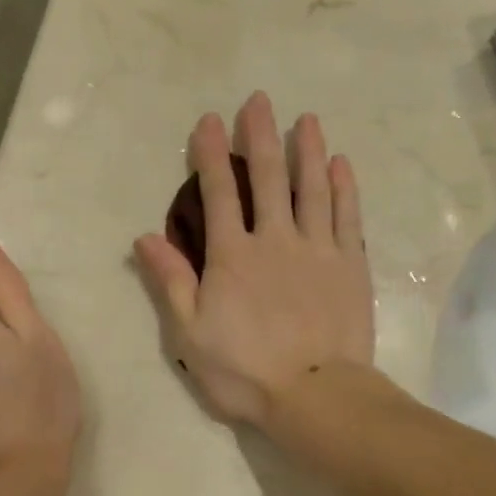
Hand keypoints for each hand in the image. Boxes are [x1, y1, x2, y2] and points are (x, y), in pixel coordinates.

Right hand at [134, 92, 373, 426]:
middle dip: (260, 136)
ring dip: (307, 150)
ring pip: (311, 188)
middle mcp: (275, 240)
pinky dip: (344, 188)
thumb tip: (145, 237)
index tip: (209, 119)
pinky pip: (348, 217)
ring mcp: (318, 250)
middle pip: (266, 178)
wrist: (315, 394)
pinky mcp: (350, 265)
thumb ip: (171, 282)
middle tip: (259, 101)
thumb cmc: (244, 371)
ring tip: (306, 119)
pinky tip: (340, 165)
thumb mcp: (190, 334)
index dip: (211, 155)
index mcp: (232, 257)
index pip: (218, 194)